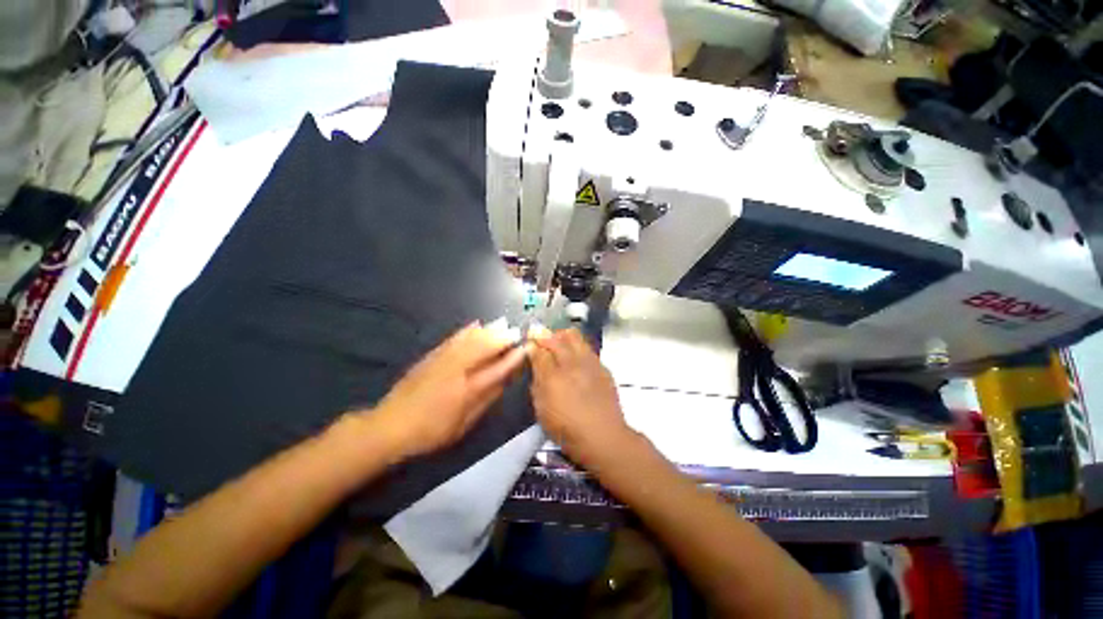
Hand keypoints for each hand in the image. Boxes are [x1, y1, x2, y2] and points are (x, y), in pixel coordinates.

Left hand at [368, 321, 526, 459]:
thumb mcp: (463, 424)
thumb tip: (503, 382)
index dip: (513, 358)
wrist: (391, 424)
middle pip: (484, 348)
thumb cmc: (431, 431)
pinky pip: (454, 338)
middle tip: (517, 330)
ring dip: (488, 330)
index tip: (525, 348)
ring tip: (502, 323)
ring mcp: (443, 360)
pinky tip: (476, 324)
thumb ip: (485, 401)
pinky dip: (468, 330)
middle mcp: (457, 371)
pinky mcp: (431, 356)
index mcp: (467, 391)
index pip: (497, 370)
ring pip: (470, 339)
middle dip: (503, 337)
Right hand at [529, 328, 633, 465]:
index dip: (532, 344)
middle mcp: (571, 363)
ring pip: (574, 336)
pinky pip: (587, 347)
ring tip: (559, 346)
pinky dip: (577, 348)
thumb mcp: (542, 409)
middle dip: (546, 336)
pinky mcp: (602, 366)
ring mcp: (589, 362)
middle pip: (557, 337)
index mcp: (553, 376)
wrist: (604, 436)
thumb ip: (537, 383)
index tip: (529, 343)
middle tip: (542, 342)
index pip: (539, 350)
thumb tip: (534, 363)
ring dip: (563, 337)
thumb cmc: (567, 428)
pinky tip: (576, 360)